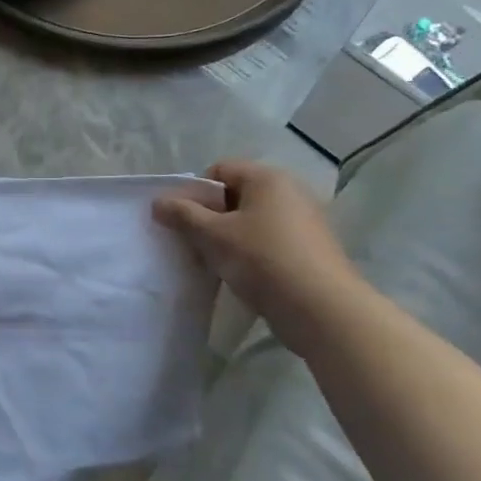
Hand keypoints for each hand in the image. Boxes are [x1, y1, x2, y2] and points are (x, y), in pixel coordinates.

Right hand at [153, 160, 363, 347]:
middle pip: (236, 195)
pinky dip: (252, 251)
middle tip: (197, 243)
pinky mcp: (312, 248)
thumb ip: (182, 215)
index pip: (220, 170)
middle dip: (212, 217)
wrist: (321, 309)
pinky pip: (271, 239)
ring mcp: (306, 220)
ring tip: (218, 262)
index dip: (196, 192)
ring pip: (253, 220)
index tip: (186, 221)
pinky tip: (244, 275)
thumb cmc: (262, 260)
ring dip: (230, 237)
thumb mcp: (213, 235)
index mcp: (268, 178)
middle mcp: (291, 191)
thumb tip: (158, 202)